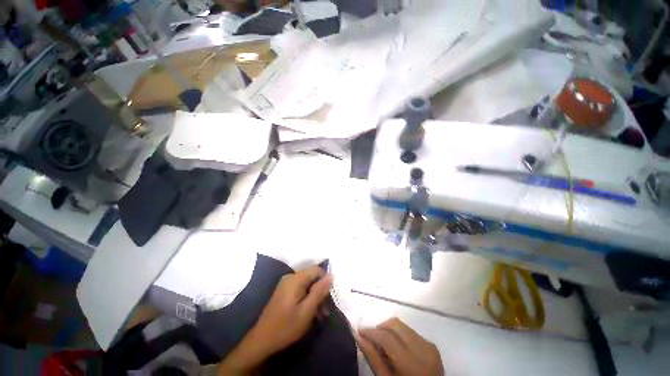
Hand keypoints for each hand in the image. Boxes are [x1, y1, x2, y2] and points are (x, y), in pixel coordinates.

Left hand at [218, 265, 332, 374]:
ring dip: (315, 297)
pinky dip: (307, 298)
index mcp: (295, 279)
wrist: (262, 340)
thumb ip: (319, 291)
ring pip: (307, 284)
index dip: (325, 280)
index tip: (328, 297)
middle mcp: (290, 277)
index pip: (316, 269)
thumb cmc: (286, 327)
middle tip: (325, 310)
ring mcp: (286, 284)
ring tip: (320, 315)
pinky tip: (310, 312)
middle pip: (312, 276)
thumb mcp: (306, 311)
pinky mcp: (284, 291)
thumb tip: (331, 275)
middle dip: (320, 291)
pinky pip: (301, 289)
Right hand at [357, 318, 443, 375]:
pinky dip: (400, 335)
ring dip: (390, 330)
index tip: (359, 332)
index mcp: (411, 363)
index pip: (386, 337)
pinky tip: (397, 348)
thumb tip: (358, 336)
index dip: (370, 332)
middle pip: (395, 324)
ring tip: (384, 345)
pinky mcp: (433, 346)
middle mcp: (423, 349)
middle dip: (380, 328)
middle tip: (372, 339)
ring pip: (403, 326)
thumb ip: (373, 358)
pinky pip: (411, 332)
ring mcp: (429, 346)